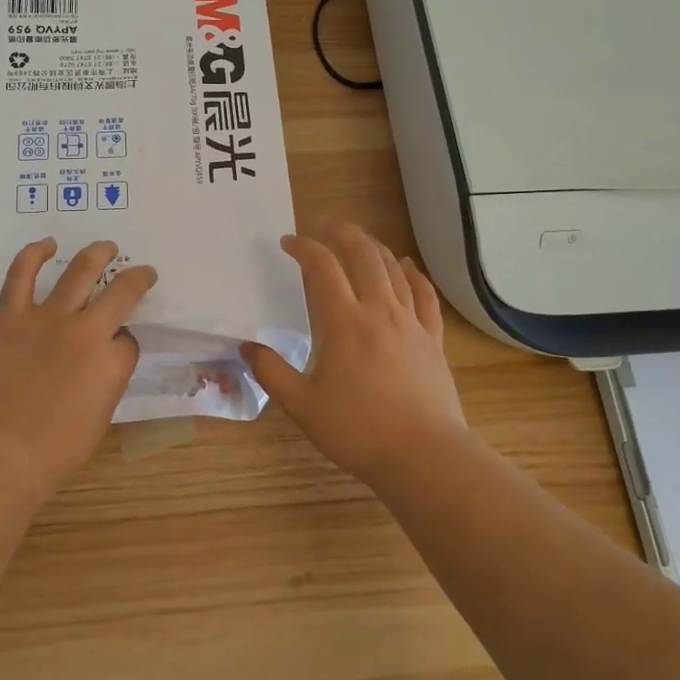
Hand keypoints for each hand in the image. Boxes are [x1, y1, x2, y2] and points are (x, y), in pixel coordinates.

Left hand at [0, 238, 157, 503]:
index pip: (130, 340)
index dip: (126, 342)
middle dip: (136, 279)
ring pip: (79, 271)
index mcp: (113, 361)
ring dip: (98, 254)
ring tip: (107, 246)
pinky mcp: (12, 316)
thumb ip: (108, 379)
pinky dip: (34, 255)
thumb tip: (106, 357)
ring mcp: (48, 318)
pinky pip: (21, 275)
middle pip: (120, 292)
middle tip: (142, 273)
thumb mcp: (101, 418)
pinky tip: (46, 244)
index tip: (120, 347)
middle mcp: (87, 330)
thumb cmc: (55, 450)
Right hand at [242, 222, 470, 487]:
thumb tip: (247, 347)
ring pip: (394, 269)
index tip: (288, 242)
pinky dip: (414, 274)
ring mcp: (411, 322)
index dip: (304, 248)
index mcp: (344, 322)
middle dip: (342, 232)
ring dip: (373, 246)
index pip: (322, 267)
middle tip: (324, 223)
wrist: (424, 456)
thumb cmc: (358, 430)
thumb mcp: (302, 405)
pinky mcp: (433, 339)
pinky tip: (407, 265)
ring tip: (358, 239)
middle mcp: (379, 310)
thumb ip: (271, 372)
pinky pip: (425, 295)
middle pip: (363, 254)